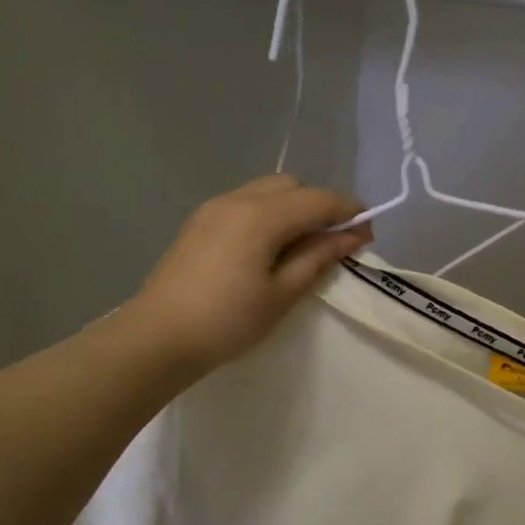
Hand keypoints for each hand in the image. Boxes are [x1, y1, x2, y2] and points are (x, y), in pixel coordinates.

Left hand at [129, 175, 371, 377]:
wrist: (157, 338)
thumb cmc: (227, 321)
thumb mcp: (282, 293)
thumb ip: (318, 258)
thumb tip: (351, 236)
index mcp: (260, 216)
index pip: (319, 199)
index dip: (350, 212)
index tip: (368, 236)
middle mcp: (237, 199)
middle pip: (292, 186)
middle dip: (319, 206)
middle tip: (334, 243)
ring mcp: (213, 208)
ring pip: (267, 191)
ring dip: (293, 209)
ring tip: (303, 247)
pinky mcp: (199, 223)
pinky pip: (246, 204)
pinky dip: (268, 215)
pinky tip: (270, 249)